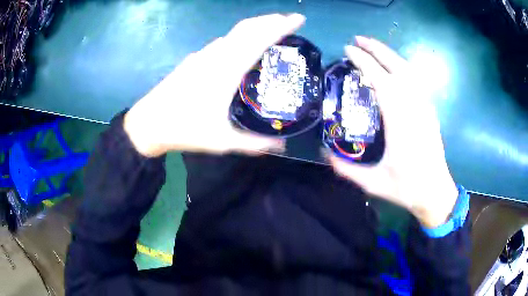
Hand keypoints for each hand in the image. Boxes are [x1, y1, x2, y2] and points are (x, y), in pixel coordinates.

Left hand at [123, 14, 305, 156]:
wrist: (149, 123)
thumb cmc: (185, 130)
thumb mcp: (223, 141)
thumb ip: (255, 143)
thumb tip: (282, 145)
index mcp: (226, 70)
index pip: (260, 38)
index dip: (281, 26)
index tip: (299, 19)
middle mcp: (216, 55)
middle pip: (248, 27)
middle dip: (272, 20)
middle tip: (291, 21)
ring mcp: (203, 55)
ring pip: (234, 32)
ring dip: (256, 27)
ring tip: (272, 30)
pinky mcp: (195, 59)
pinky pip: (223, 41)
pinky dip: (240, 37)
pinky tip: (244, 47)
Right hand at [329, 36, 458, 228]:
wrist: (435, 191)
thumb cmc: (407, 188)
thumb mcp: (374, 183)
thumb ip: (347, 169)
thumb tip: (323, 153)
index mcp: (400, 122)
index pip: (381, 80)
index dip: (364, 62)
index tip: (348, 50)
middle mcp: (414, 107)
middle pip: (396, 67)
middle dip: (377, 49)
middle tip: (358, 40)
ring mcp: (425, 107)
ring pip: (409, 70)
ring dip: (390, 54)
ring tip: (374, 46)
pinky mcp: (429, 110)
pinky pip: (416, 80)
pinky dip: (403, 66)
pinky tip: (395, 65)